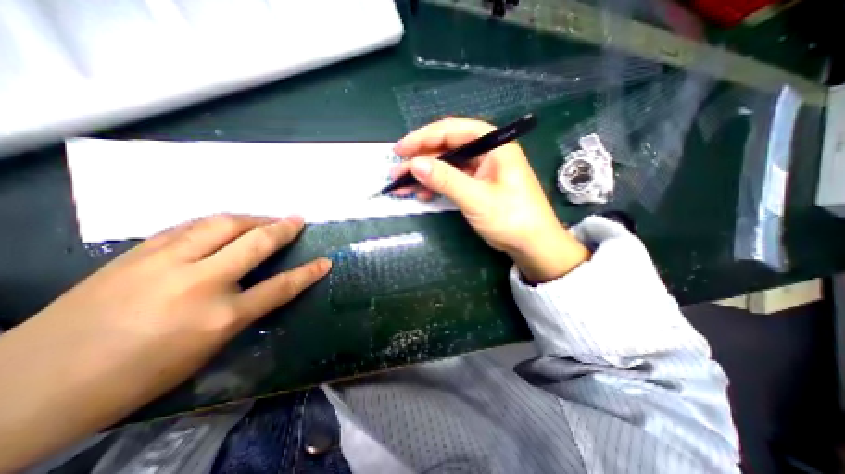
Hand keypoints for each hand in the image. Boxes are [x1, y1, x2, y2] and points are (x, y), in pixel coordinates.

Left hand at [0, 214, 329, 473]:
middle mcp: (200, 283)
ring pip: (222, 224)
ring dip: (252, 218)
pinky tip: (225, 223)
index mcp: (220, 317)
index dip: (307, 273)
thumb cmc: (139, 375)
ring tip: (266, 218)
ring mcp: (166, 263)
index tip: (325, 262)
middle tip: (297, 219)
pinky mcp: (139, 252)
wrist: (32, 384)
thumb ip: (241, 312)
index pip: (280, 287)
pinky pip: (190, 226)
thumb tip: (260, 286)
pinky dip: (216, 222)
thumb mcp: (208, 349)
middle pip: (255, 243)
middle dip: (282, 228)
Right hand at [394, 116, 588, 280]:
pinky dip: (436, 186)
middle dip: (421, 159)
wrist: (532, 244)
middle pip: (447, 148)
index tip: (401, 149)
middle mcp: (486, 153)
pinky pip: (452, 180)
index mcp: (494, 146)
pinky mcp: (477, 186)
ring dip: (425, 175)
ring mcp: (481, 170)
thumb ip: (446, 179)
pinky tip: (422, 194)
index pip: (453, 130)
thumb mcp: (476, 198)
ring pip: (447, 166)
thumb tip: (415, 164)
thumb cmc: (511, 218)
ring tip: (402, 185)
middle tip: (397, 170)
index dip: (424, 137)